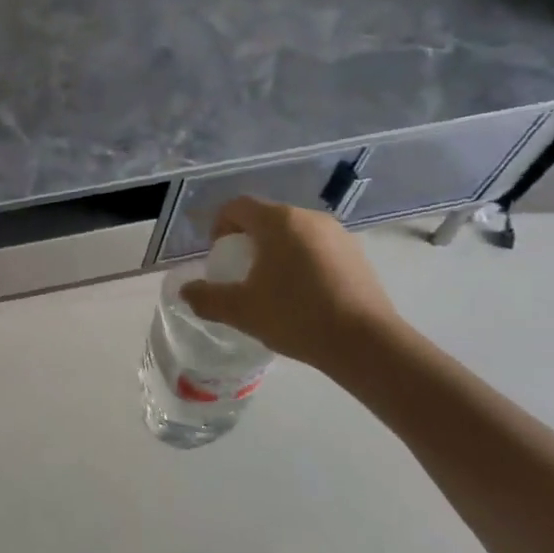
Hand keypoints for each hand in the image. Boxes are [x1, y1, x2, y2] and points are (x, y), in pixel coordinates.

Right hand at [180, 198, 400, 373]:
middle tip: (243, 273)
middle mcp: (307, 217)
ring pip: (295, 233)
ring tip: (275, 286)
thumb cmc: (297, 317)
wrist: (368, 346)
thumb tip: (185, 292)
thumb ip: (208, 298)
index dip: (220, 226)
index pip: (237, 206)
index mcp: (277, 221)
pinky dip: (305, 262)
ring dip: (278, 251)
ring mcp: (337, 234)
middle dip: (249, 240)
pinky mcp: (358, 255)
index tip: (219, 255)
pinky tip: (307, 296)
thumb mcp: (243, 311)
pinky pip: (319, 248)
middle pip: (267, 217)